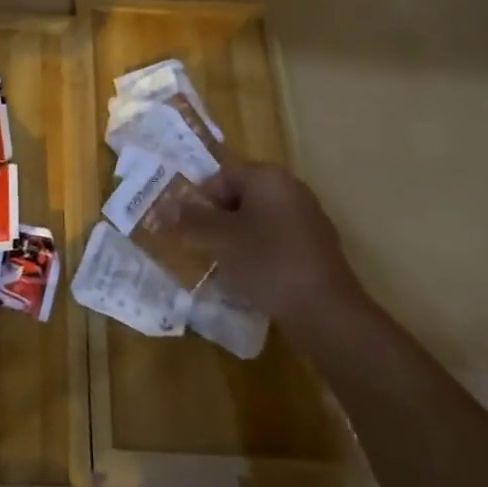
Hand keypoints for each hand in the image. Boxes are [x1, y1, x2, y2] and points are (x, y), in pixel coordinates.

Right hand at [174, 162, 364, 329]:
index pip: (222, 175)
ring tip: (226, 263)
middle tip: (204, 245)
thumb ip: (190, 219)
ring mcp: (308, 217)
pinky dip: (262, 250)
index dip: (201, 199)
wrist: (325, 311)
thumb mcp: (219, 239)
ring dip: (239, 235)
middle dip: (219, 218)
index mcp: (268, 177)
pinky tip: (255, 276)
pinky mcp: (318, 246)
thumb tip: (161, 207)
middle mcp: (291, 188)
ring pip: (260, 218)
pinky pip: (278, 238)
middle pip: (242, 194)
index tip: (190, 227)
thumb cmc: (267, 262)